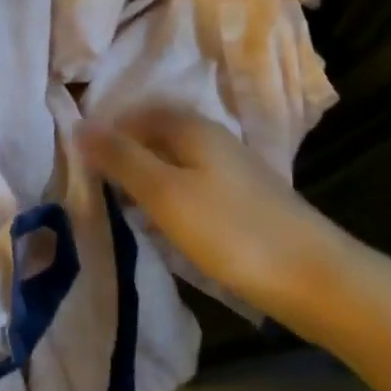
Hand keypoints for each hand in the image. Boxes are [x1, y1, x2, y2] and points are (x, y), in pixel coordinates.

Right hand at [75, 106, 349, 323]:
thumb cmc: (230, 231)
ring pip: (173, 161)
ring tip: (119, 207)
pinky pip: (191, 184)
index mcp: (192, 127)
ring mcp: (231, 169)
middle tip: (93, 186)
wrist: (312, 277)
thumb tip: (80, 125)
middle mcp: (213, 138)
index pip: (136, 113)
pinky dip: (167, 197)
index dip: (106, 132)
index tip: (79, 163)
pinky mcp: (242, 199)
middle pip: (155, 135)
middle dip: (123, 155)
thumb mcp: (165, 193)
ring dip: (144, 178)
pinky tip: (161, 222)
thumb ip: (122, 158)